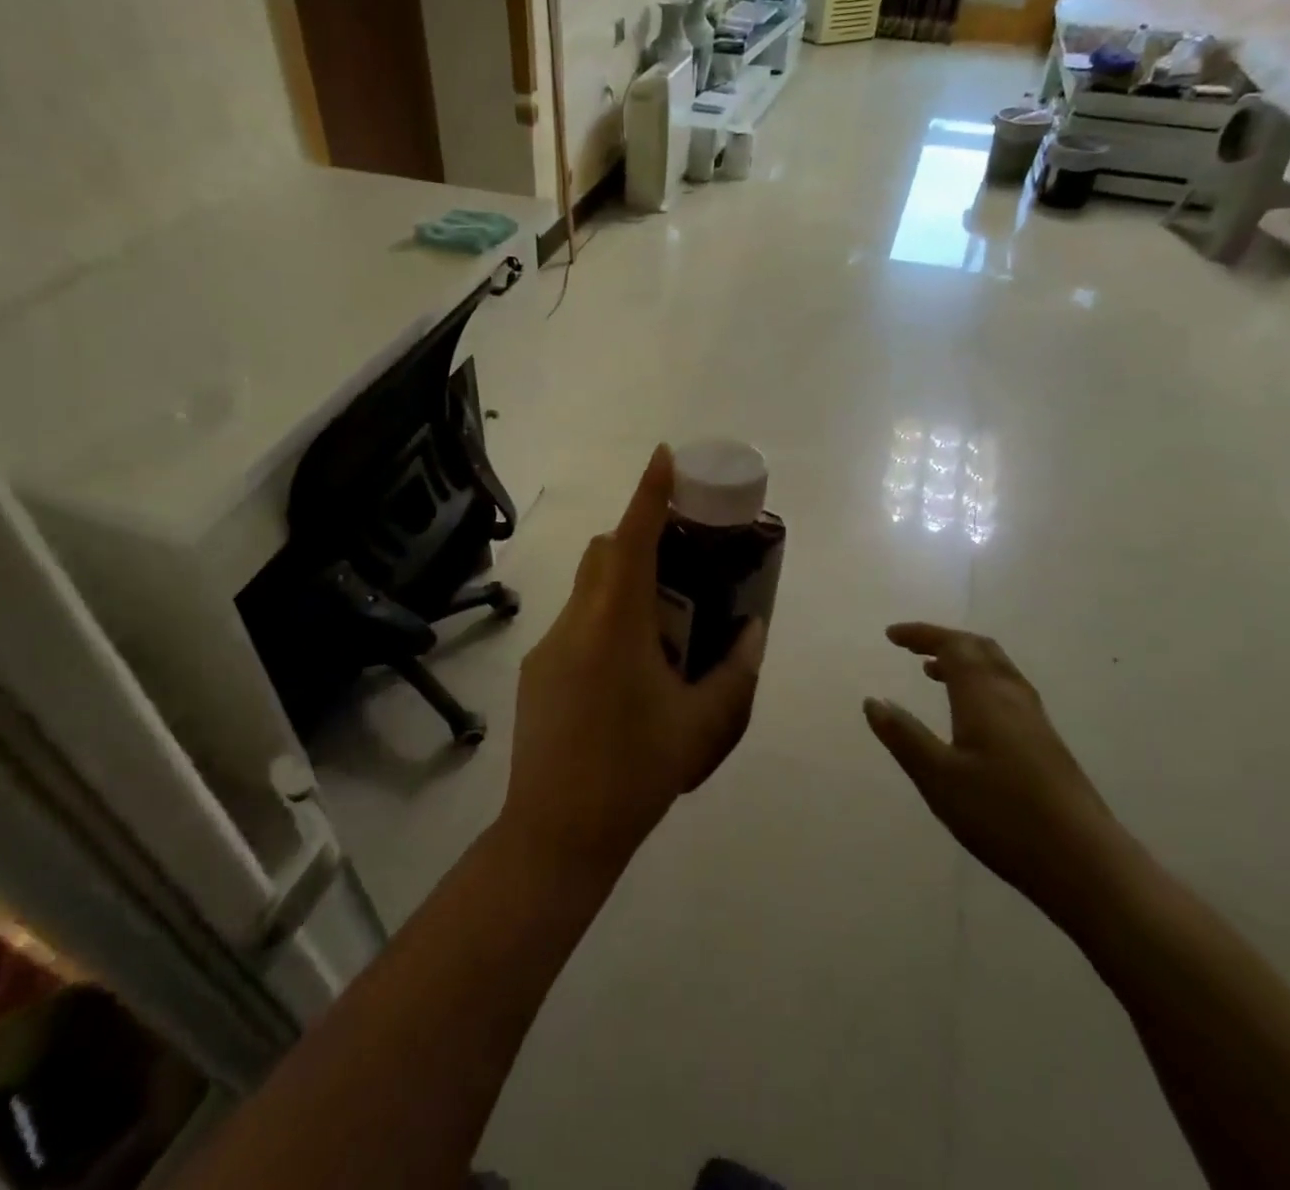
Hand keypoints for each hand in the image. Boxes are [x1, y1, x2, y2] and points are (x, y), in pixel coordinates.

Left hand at [502, 445, 764, 873]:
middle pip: (604, 554)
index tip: (663, 457)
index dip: (648, 494)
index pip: (631, 540)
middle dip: (639, 539)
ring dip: (624, 584)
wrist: (556, 832)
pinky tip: (627, 671)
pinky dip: (605, 619)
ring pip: (588, 589)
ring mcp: (549, 645)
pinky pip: (576, 623)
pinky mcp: (536, 671)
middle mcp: (576, 622)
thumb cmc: (636, 773)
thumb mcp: (701, 726)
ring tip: (662, 626)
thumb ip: (735, 673)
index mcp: (616, 626)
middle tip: (681, 561)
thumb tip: (753, 632)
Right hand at [864, 623, 1128, 923]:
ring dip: (964, 661)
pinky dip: (980, 683)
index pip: (953, 646)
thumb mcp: (939, 778)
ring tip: (932, 672)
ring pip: (998, 670)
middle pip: (980, 650)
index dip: (922, 634)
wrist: (1087, 865)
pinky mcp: (1047, 745)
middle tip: (911, 647)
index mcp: (984, 698)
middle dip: (944, 641)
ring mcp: (1035, 722)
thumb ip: (904, 737)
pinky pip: (1007, 691)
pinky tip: (970, 715)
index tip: (891, 635)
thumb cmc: (1003, 816)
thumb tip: (873, 701)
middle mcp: (1012, 698)